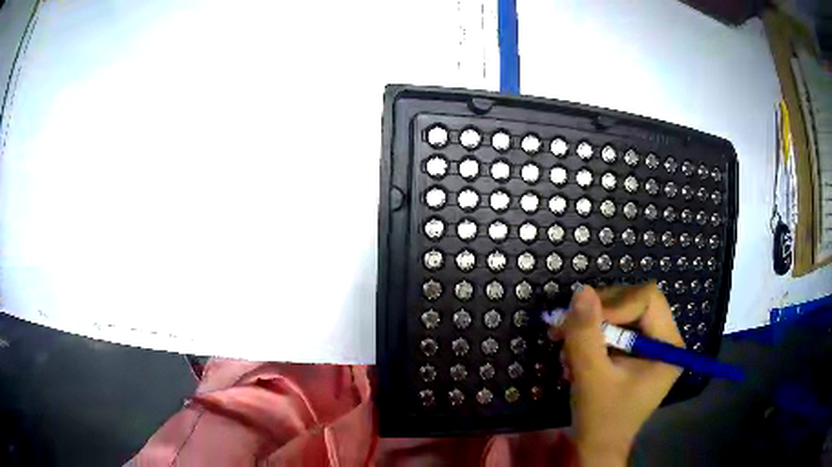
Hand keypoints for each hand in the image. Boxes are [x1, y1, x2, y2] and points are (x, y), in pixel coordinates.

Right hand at [553, 283, 683, 465]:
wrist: (598, 447)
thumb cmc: (601, 419)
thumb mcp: (591, 378)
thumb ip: (586, 335)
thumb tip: (581, 291)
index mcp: (669, 344)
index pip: (647, 300)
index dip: (614, 304)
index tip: (580, 322)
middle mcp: (665, 338)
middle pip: (634, 301)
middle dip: (598, 314)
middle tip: (564, 329)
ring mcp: (651, 344)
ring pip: (621, 312)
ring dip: (590, 326)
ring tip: (566, 347)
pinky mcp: (637, 350)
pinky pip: (615, 328)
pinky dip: (591, 336)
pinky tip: (574, 355)